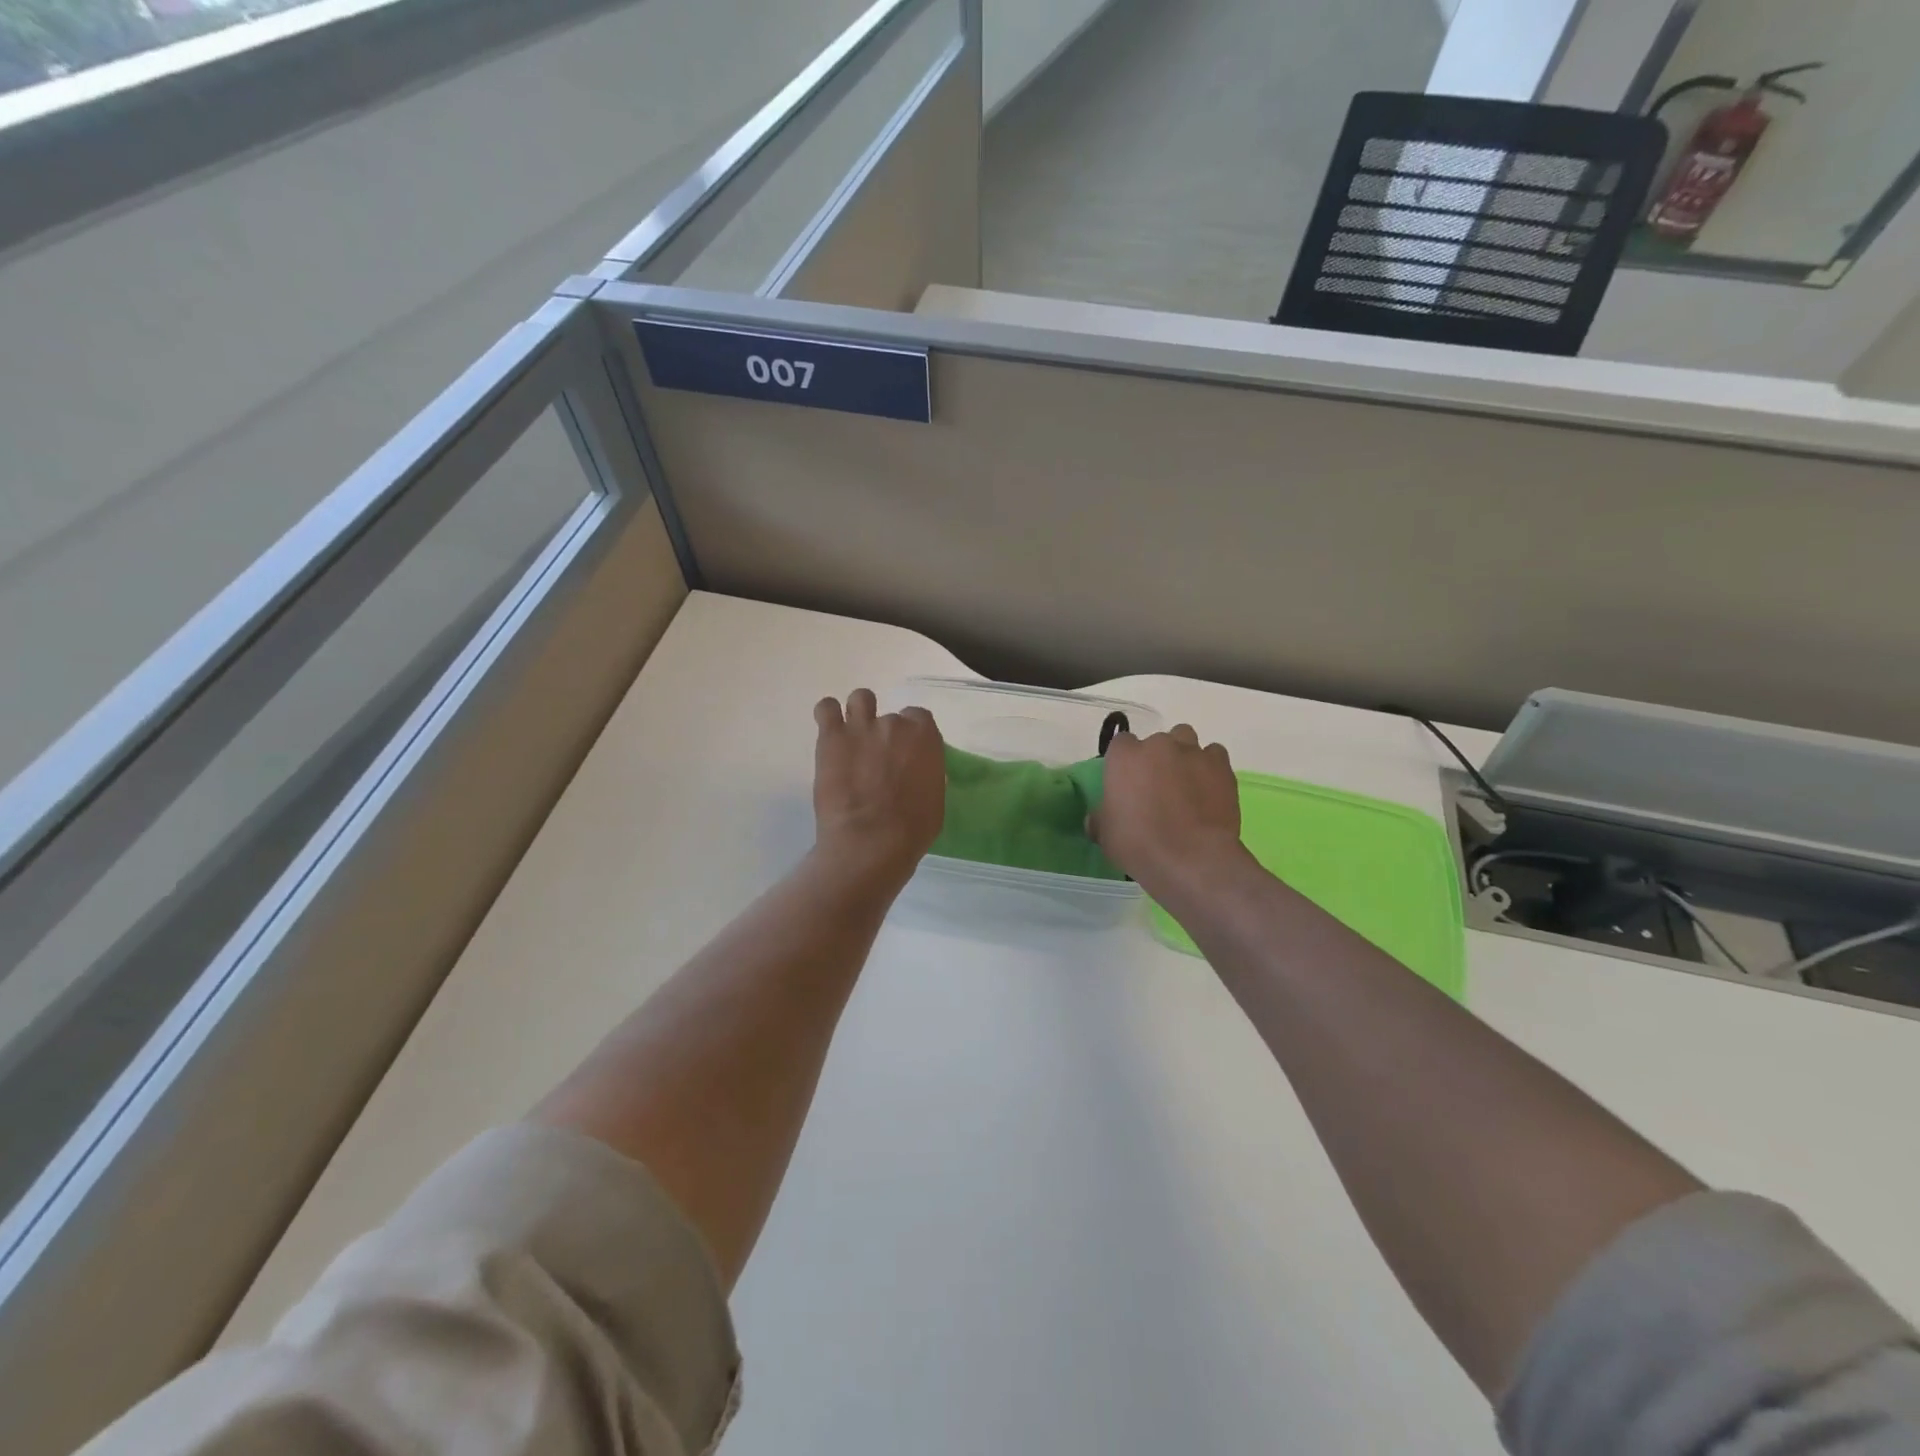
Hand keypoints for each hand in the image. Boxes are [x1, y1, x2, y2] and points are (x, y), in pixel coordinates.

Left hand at [812, 689, 945, 883]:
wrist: (870, 841)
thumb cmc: (911, 829)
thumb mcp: (935, 799)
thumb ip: (926, 774)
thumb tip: (915, 772)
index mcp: (924, 737)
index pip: (919, 719)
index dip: (911, 736)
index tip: (905, 754)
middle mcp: (894, 724)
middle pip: (890, 717)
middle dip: (885, 735)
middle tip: (877, 761)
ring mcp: (861, 727)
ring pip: (861, 699)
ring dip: (859, 714)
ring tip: (853, 737)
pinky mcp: (831, 737)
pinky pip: (826, 708)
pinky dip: (828, 715)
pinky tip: (830, 732)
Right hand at [1091, 724, 1244, 895]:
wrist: (1192, 858)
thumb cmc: (1139, 844)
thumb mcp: (1105, 835)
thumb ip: (1100, 819)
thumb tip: (1096, 819)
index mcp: (1124, 757)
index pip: (1121, 744)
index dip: (1125, 762)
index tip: (1128, 783)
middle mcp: (1158, 745)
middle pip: (1157, 741)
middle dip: (1157, 758)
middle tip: (1158, 788)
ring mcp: (1192, 752)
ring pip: (1186, 740)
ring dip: (1184, 756)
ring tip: (1186, 783)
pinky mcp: (1221, 766)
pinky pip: (1214, 756)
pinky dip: (1210, 767)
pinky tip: (1208, 789)